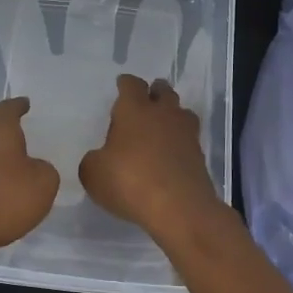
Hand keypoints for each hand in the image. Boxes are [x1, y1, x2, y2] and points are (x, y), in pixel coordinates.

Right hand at [79, 75, 226, 242]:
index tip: (121, 86)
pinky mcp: (199, 155)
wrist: (179, 207)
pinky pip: (188, 138)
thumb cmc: (129, 181)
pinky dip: (179, 142)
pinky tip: (169, 154)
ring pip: (181, 112)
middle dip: (154, 93)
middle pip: (163, 91)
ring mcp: (185, 133)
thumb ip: (94, 160)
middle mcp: (163, 113)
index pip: (131, 84)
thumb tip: (101, 158)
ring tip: (160, 127)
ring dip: (171, 115)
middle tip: (144, 102)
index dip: (125, 84)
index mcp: (134, 109)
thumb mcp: (93, 173)